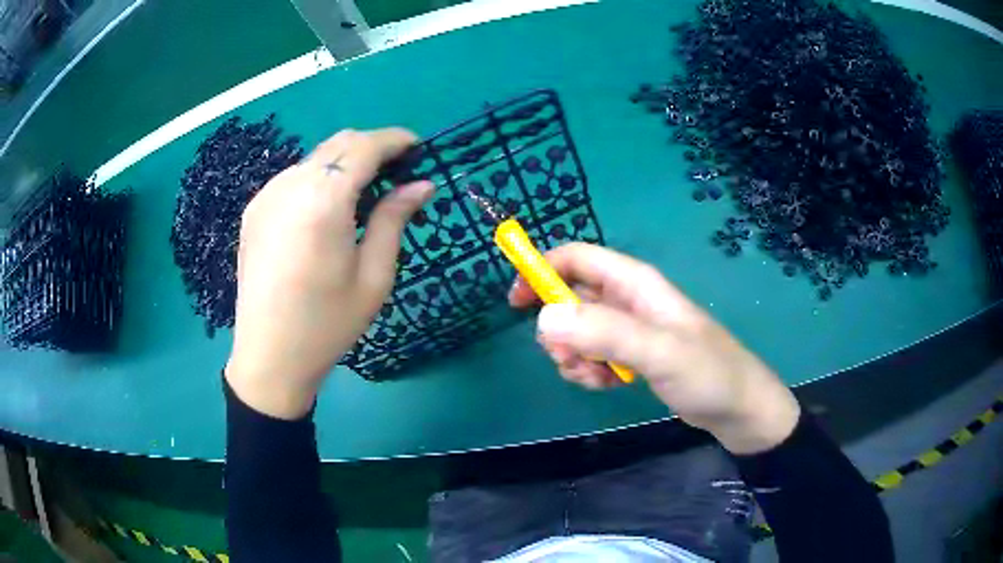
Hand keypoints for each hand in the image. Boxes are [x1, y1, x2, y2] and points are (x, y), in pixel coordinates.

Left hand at [226, 128, 433, 418]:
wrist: (268, 357)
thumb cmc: (327, 324)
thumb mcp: (374, 277)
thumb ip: (394, 220)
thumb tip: (421, 184)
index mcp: (323, 203)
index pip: (364, 147)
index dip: (395, 139)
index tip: (418, 148)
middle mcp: (290, 187)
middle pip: (339, 143)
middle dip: (372, 148)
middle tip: (397, 173)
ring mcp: (266, 196)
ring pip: (316, 158)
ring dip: (345, 163)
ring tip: (363, 195)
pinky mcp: (254, 209)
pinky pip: (294, 177)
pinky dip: (319, 179)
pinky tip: (326, 210)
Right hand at [509, 243, 799, 453]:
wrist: (738, 409)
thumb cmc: (708, 373)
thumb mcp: (659, 352)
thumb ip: (605, 332)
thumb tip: (544, 317)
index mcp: (635, 283)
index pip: (577, 258)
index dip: (542, 270)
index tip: (516, 302)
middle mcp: (629, 300)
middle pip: (571, 297)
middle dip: (558, 327)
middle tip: (566, 358)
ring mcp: (630, 329)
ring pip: (578, 330)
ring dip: (573, 354)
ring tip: (593, 377)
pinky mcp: (633, 355)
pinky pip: (593, 353)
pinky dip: (589, 369)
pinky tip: (606, 385)